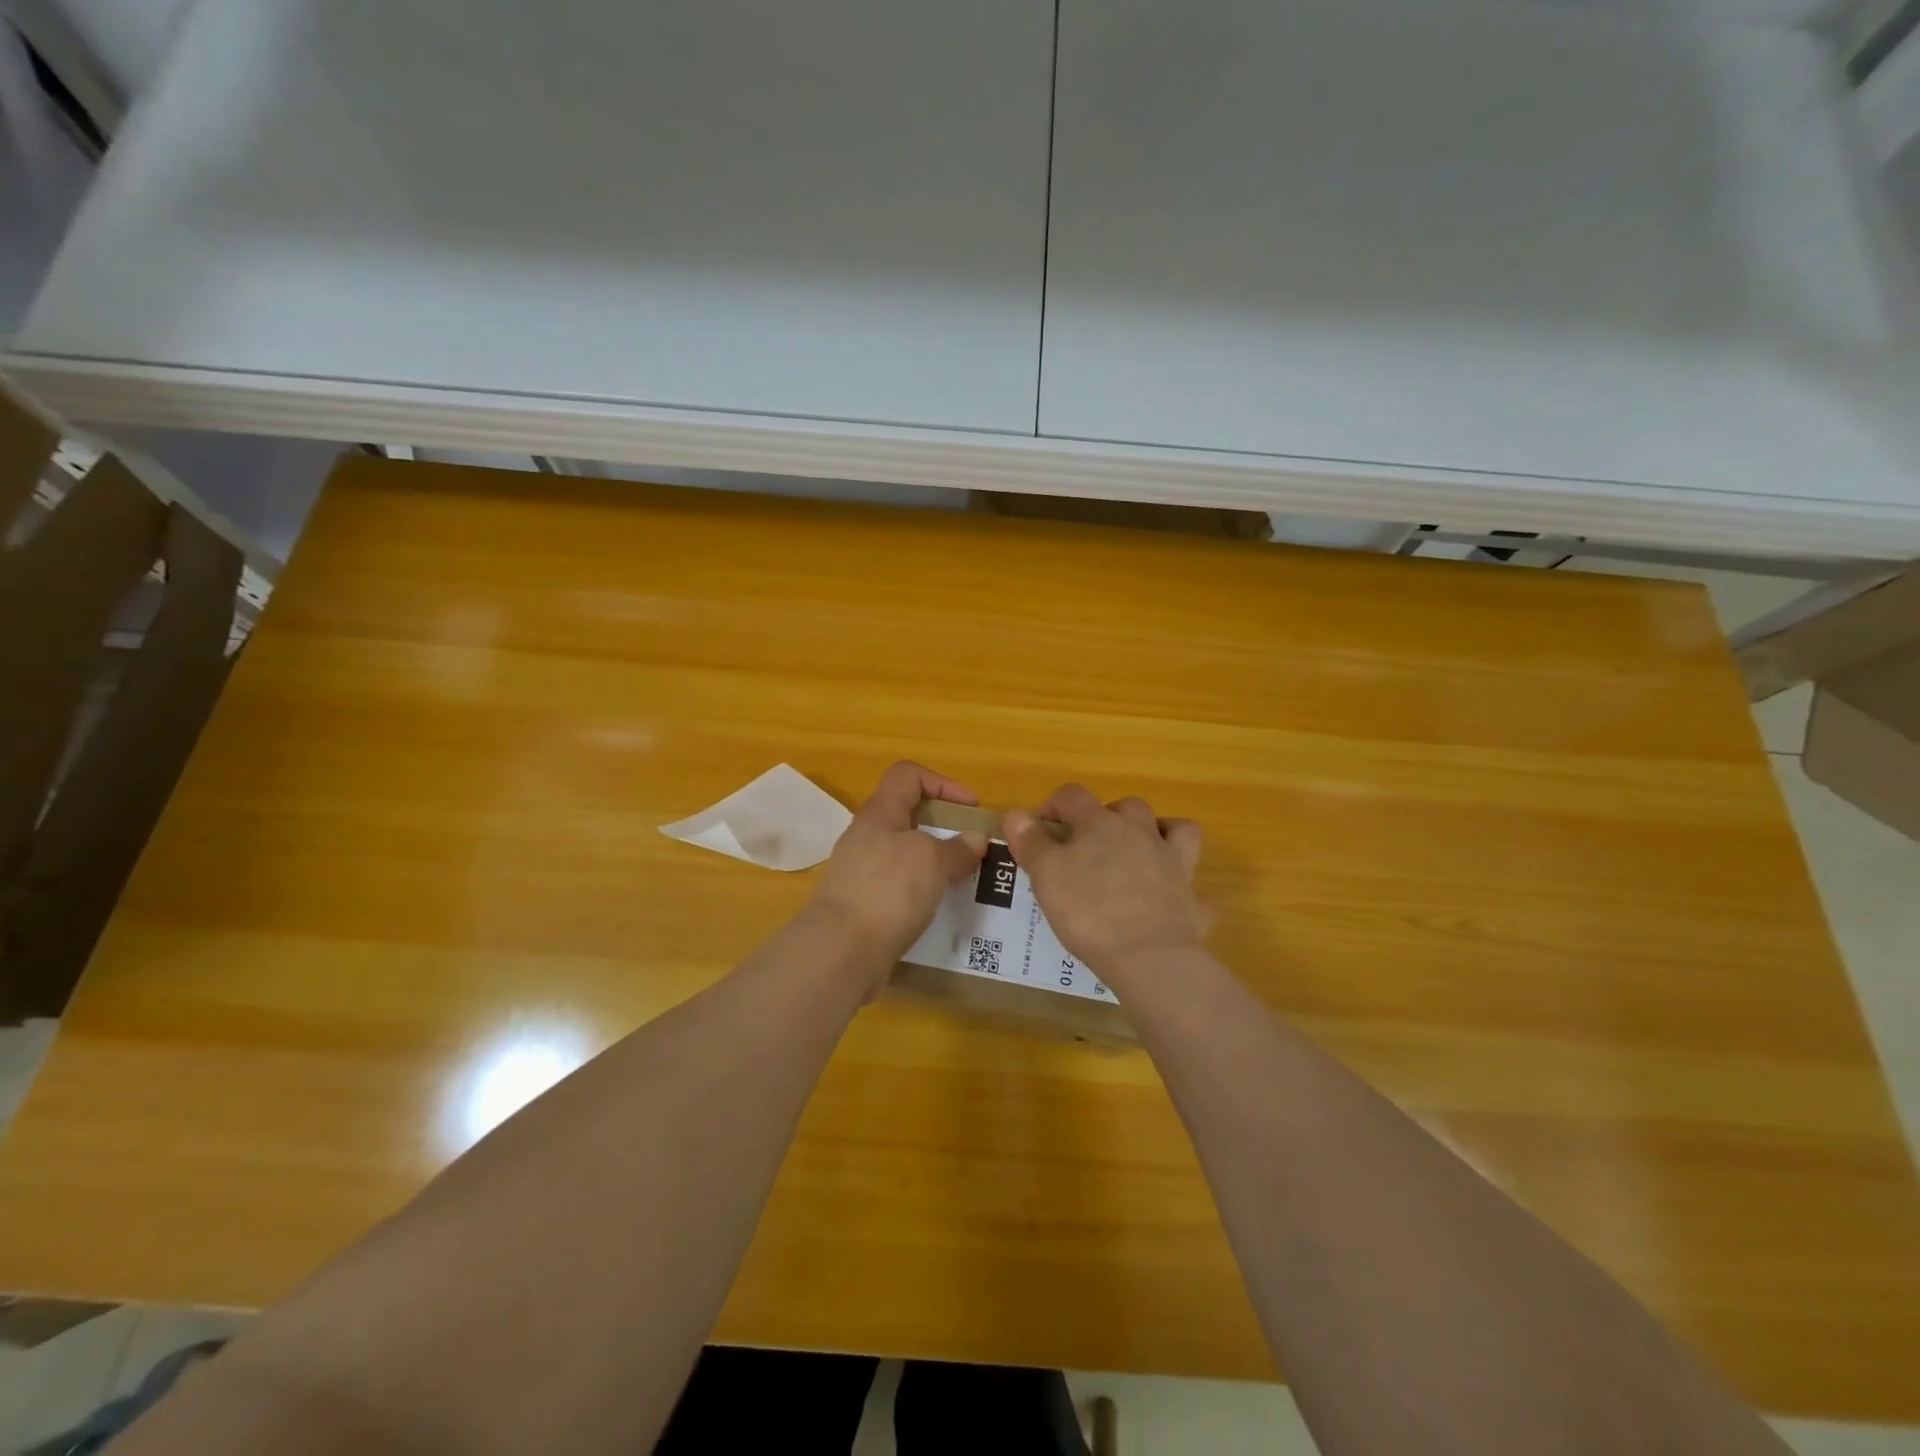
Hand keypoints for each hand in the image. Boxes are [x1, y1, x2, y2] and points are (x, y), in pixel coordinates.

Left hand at [807, 761, 987, 980]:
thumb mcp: (932, 862)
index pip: (908, 775)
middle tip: (971, 848)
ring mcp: (860, 870)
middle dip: (943, 827)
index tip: (971, 809)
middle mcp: (866, 835)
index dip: (943, 783)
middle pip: (907, 815)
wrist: (841, 951)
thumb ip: (957, 848)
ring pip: (904, 853)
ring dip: (934, 862)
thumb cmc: (888, 891)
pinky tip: (939, 907)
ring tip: (962, 880)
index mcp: (879, 812)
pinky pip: (897, 885)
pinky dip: (920, 890)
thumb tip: (975, 839)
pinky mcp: (861, 903)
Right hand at [1004, 785, 1205, 985]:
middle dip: (1108, 816)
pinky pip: (1195, 888)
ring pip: (1177, 830)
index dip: (1054, 805)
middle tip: (1089, 843)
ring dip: (1160, 833)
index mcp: (1101, 825)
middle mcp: (1142, 834)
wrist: (1148, 957)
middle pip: (1129, 807)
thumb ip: (1031, 842)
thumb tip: (1017, 814)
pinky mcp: (1193, 901)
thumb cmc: (1088, 911)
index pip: (1074, 796)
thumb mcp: (1046, 875)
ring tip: (1141, 852)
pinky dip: (1184, 890)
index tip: (1039, 826)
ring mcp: (1174, 865)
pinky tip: (1170, 903)